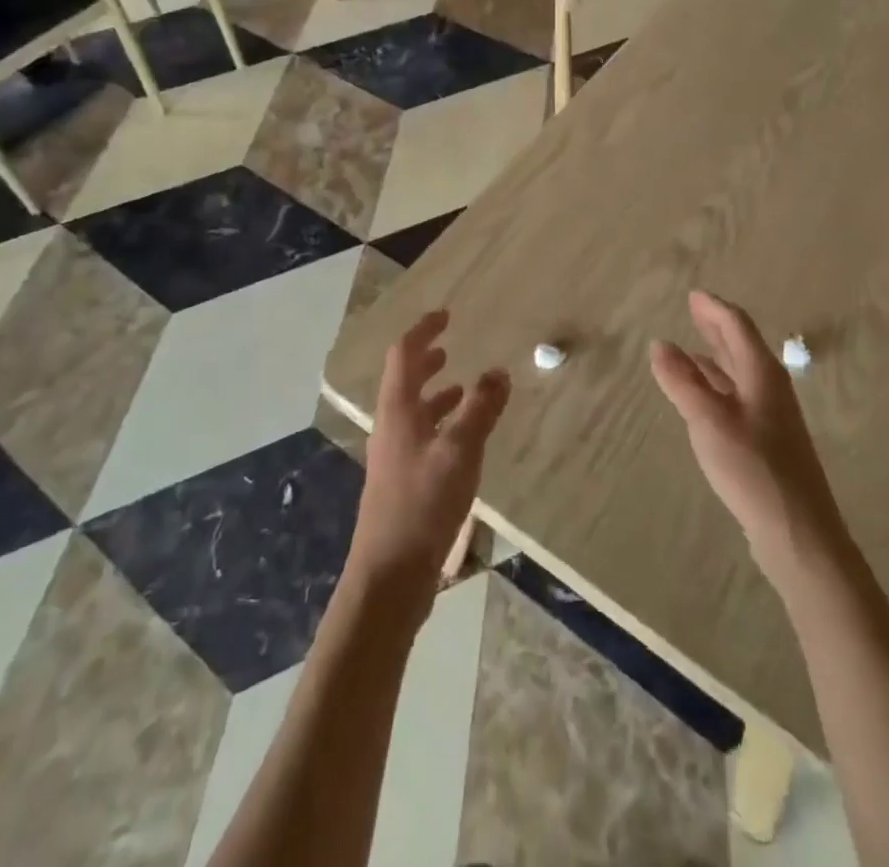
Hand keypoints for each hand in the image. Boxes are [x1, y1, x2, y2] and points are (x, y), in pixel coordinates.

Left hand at [348, 311, 510, 595]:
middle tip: (449, 347)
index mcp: (398, 410)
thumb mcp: (460, 451)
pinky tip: (463, 440)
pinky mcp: (404, 482)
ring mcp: (395, 456)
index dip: (422, 330)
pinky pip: (423, 437)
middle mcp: (391, 427)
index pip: (403, 354)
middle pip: (405, 380)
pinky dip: (442, 424)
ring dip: (435, 393)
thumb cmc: (422, 504)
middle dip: (426, 359)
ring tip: (462, 387)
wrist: (390, 575)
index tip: (445, 314)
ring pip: (414, 410)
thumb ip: (481, 409)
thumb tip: (499, 371)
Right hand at [650, 291, 849, 587]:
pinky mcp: (768, 440)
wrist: (798, 531)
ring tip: (691, 348)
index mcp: (761, 373)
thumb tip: (660, 344)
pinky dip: (718, 385)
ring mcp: (772, 415)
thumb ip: (682, 381)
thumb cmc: (752, 468)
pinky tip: (705, 396)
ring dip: (717, 356)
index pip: (737, 326)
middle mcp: (770, 387)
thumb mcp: (708, 420)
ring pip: (740, 373)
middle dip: (717, 327)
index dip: (713, 308)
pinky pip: (739, 396)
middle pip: (742, 346)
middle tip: (694, 311)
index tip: (693, 295)